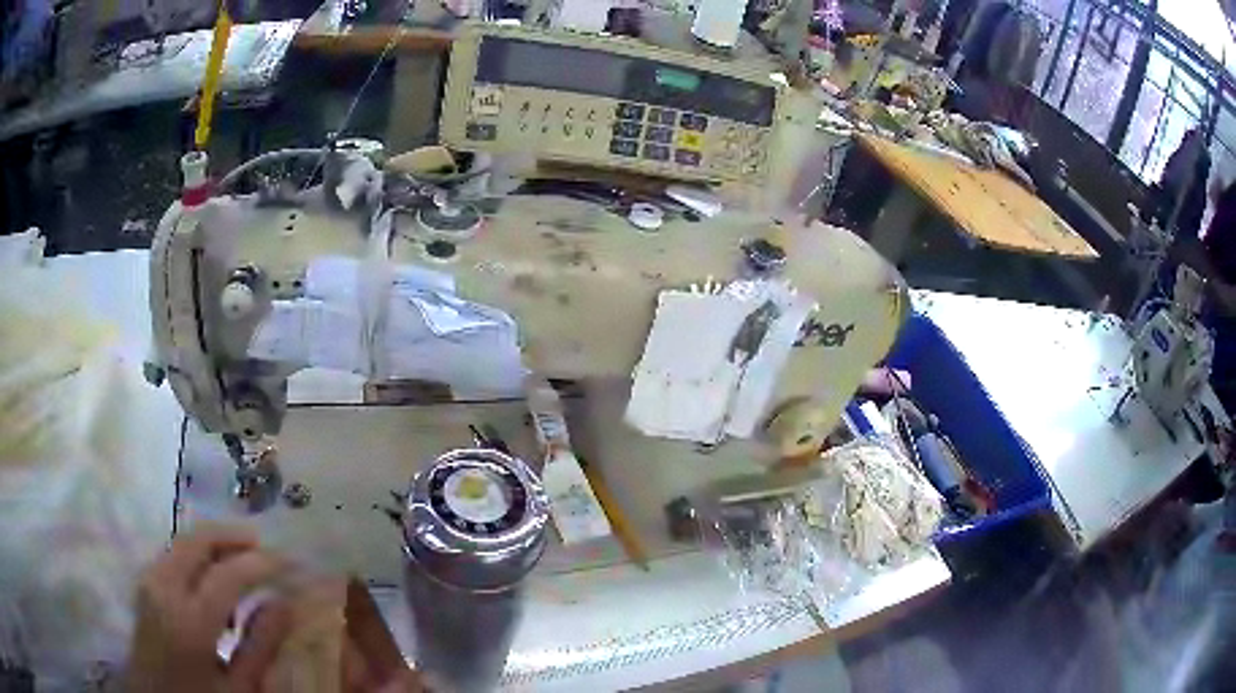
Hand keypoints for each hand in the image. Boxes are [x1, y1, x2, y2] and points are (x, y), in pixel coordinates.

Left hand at [126, 524, 290, 692]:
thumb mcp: (240, 689)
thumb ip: (261, 647)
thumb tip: (284, 604)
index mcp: (189, 622)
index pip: (227, 574)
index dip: (260, 563)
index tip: (288, 561)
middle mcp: (163, 589)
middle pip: (197, 540)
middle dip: (232, 535)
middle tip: (264, 544)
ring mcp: (149, 582)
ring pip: (182, 542)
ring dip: (214, 543)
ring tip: (242, 561)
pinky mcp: (144, 583)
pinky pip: (172, 554)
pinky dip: (197, 555)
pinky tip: (212, 579)